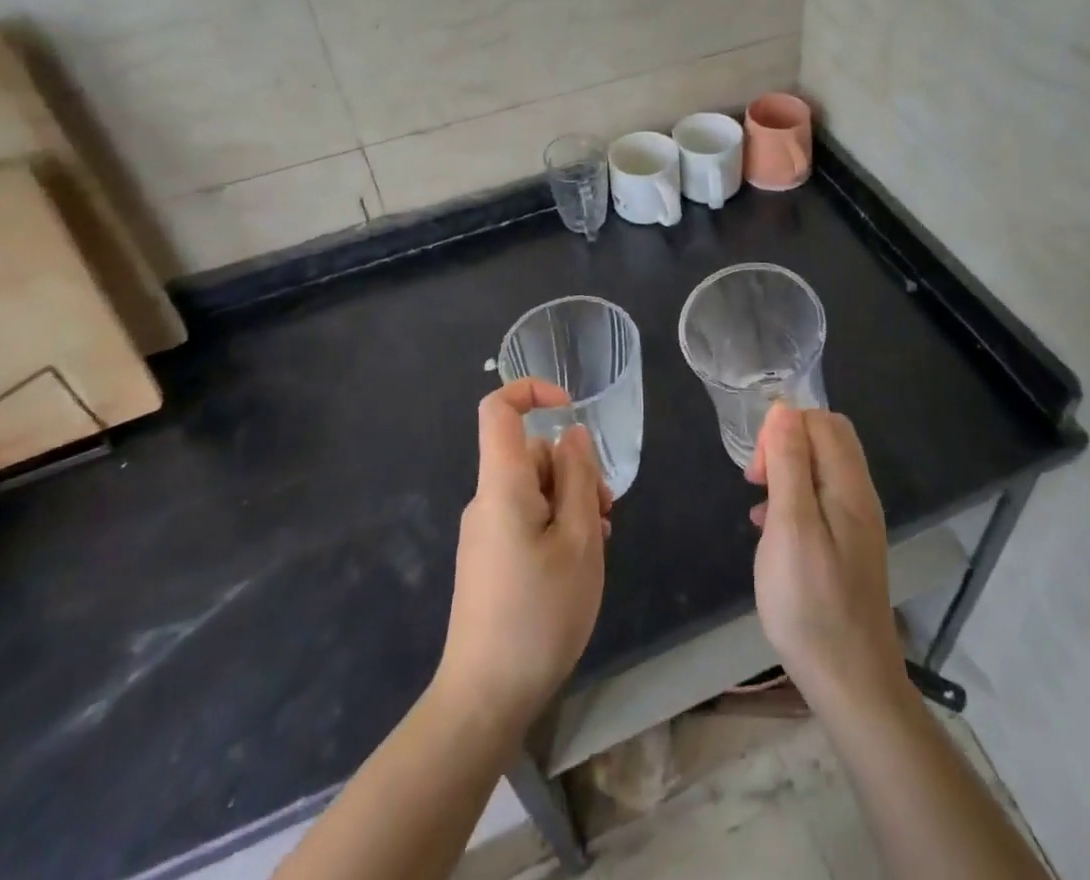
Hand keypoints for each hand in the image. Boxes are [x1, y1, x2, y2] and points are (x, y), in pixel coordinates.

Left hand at [434, 379, 607, 734]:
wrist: (483, 699)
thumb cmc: (539, 614)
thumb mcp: (579, 542)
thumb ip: (579, 479)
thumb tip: (572, 435)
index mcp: (502, 485)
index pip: (498, 410)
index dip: (532, 391)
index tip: (571, 409)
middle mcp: (487, 500)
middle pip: (531, 454)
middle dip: (574, 471)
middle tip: (605, 516)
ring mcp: (484, 531)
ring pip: (534, 489)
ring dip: (570, 504)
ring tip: (596, 546)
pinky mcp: (488, 559)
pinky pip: (525, 519)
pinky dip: (555, 527)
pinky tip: (576, 565)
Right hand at [747, 404, 904, 710]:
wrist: (851, 683)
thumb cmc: (811, 602)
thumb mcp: (791, 526)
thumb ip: (789, 464)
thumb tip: (783, 408)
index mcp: (849, 485)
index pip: (822, 421)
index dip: (784, 429)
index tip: (758, 468)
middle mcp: (859, 496)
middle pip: (826, 440)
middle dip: (785, 445)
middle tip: (757, 479)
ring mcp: (856, 523)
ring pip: (820, 470)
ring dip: (786, 473)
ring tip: (758, 504)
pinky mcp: (847, 547)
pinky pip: (819, 500)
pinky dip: (792, 500)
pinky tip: (769, 529)